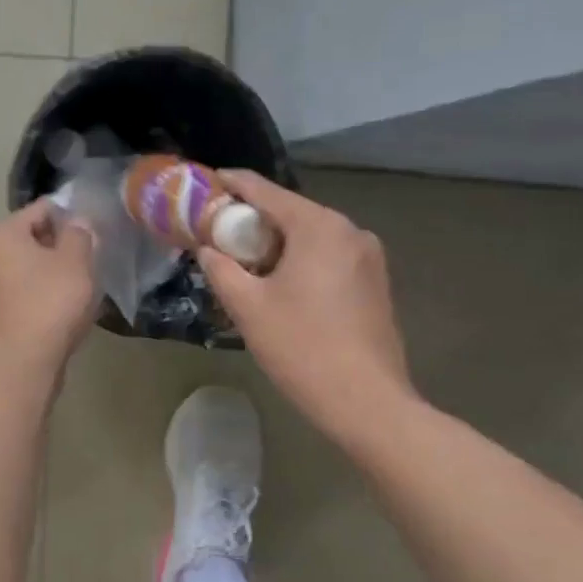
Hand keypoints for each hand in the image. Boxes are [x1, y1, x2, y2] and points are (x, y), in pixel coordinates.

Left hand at [0, 199, 98, 367]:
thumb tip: (77, 222)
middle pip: (31, 240)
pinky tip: (63, 311)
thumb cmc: (50, 302)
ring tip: (81, 289)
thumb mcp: (76, 261)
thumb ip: (79, 234)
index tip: (94, 233)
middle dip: (60, 248)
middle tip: (90, 262)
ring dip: (52, 275)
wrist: (22, 363)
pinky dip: (41, 297)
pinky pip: (22, 295)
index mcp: (0, 234)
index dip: (72, 217)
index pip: (42, 210)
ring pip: (27, 270)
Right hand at [197, 171, 416, 448]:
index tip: (208, 180)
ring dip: (277, 243)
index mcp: (319, 227)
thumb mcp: (248, 306)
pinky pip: (329, 258)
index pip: (266, 192)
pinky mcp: (375, 283)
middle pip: (291, 213)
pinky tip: (281, 284)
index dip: (234, 184)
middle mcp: (350, 231)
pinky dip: (301, 260)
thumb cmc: (301, 347)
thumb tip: (207, 249)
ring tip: (245, 261)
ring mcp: (369, 258)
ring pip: (312, 237)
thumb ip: (221, 269)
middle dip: (254, 219)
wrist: (366, 401)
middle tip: (218, 231)